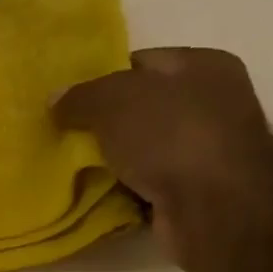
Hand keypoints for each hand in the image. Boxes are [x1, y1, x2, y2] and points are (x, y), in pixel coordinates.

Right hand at [54, 48, 272, 271]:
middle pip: (142, 109)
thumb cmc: (172, 137)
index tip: (69, 105)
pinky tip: (99, 199)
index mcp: (204, 66)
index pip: (142, 63)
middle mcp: (212, 103)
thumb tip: (55, 99)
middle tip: (66, 141)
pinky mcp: (196, 192)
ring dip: (112, 163)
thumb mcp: (115, 102)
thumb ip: (82, 97)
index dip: (102, 81)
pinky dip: (125, 192)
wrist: (216, 207)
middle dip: (104, 126)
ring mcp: (206, 151)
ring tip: (74, 173)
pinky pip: (148, 185)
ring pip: (143, 151)